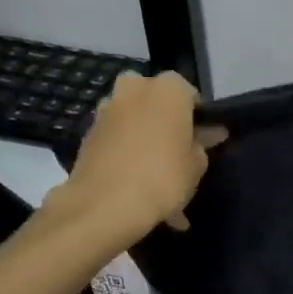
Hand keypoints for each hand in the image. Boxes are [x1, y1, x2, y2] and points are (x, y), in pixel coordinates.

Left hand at [44, 72, 224, 242]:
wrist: (105, 204)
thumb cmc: (163, 177)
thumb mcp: (197, 165)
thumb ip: (202, 145)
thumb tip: (205, 136)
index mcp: (168, 89)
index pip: (189, 93)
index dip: (197, 117)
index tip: (203, 139)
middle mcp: (135, 89)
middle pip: (155, 101)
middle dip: (164, 120)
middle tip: (176, 149)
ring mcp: (107, 110)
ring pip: (133, 119)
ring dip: (143, 136)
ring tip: (154, 172)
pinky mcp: (88, 133)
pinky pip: (116, 139)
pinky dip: (125, 153)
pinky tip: (135, 182)